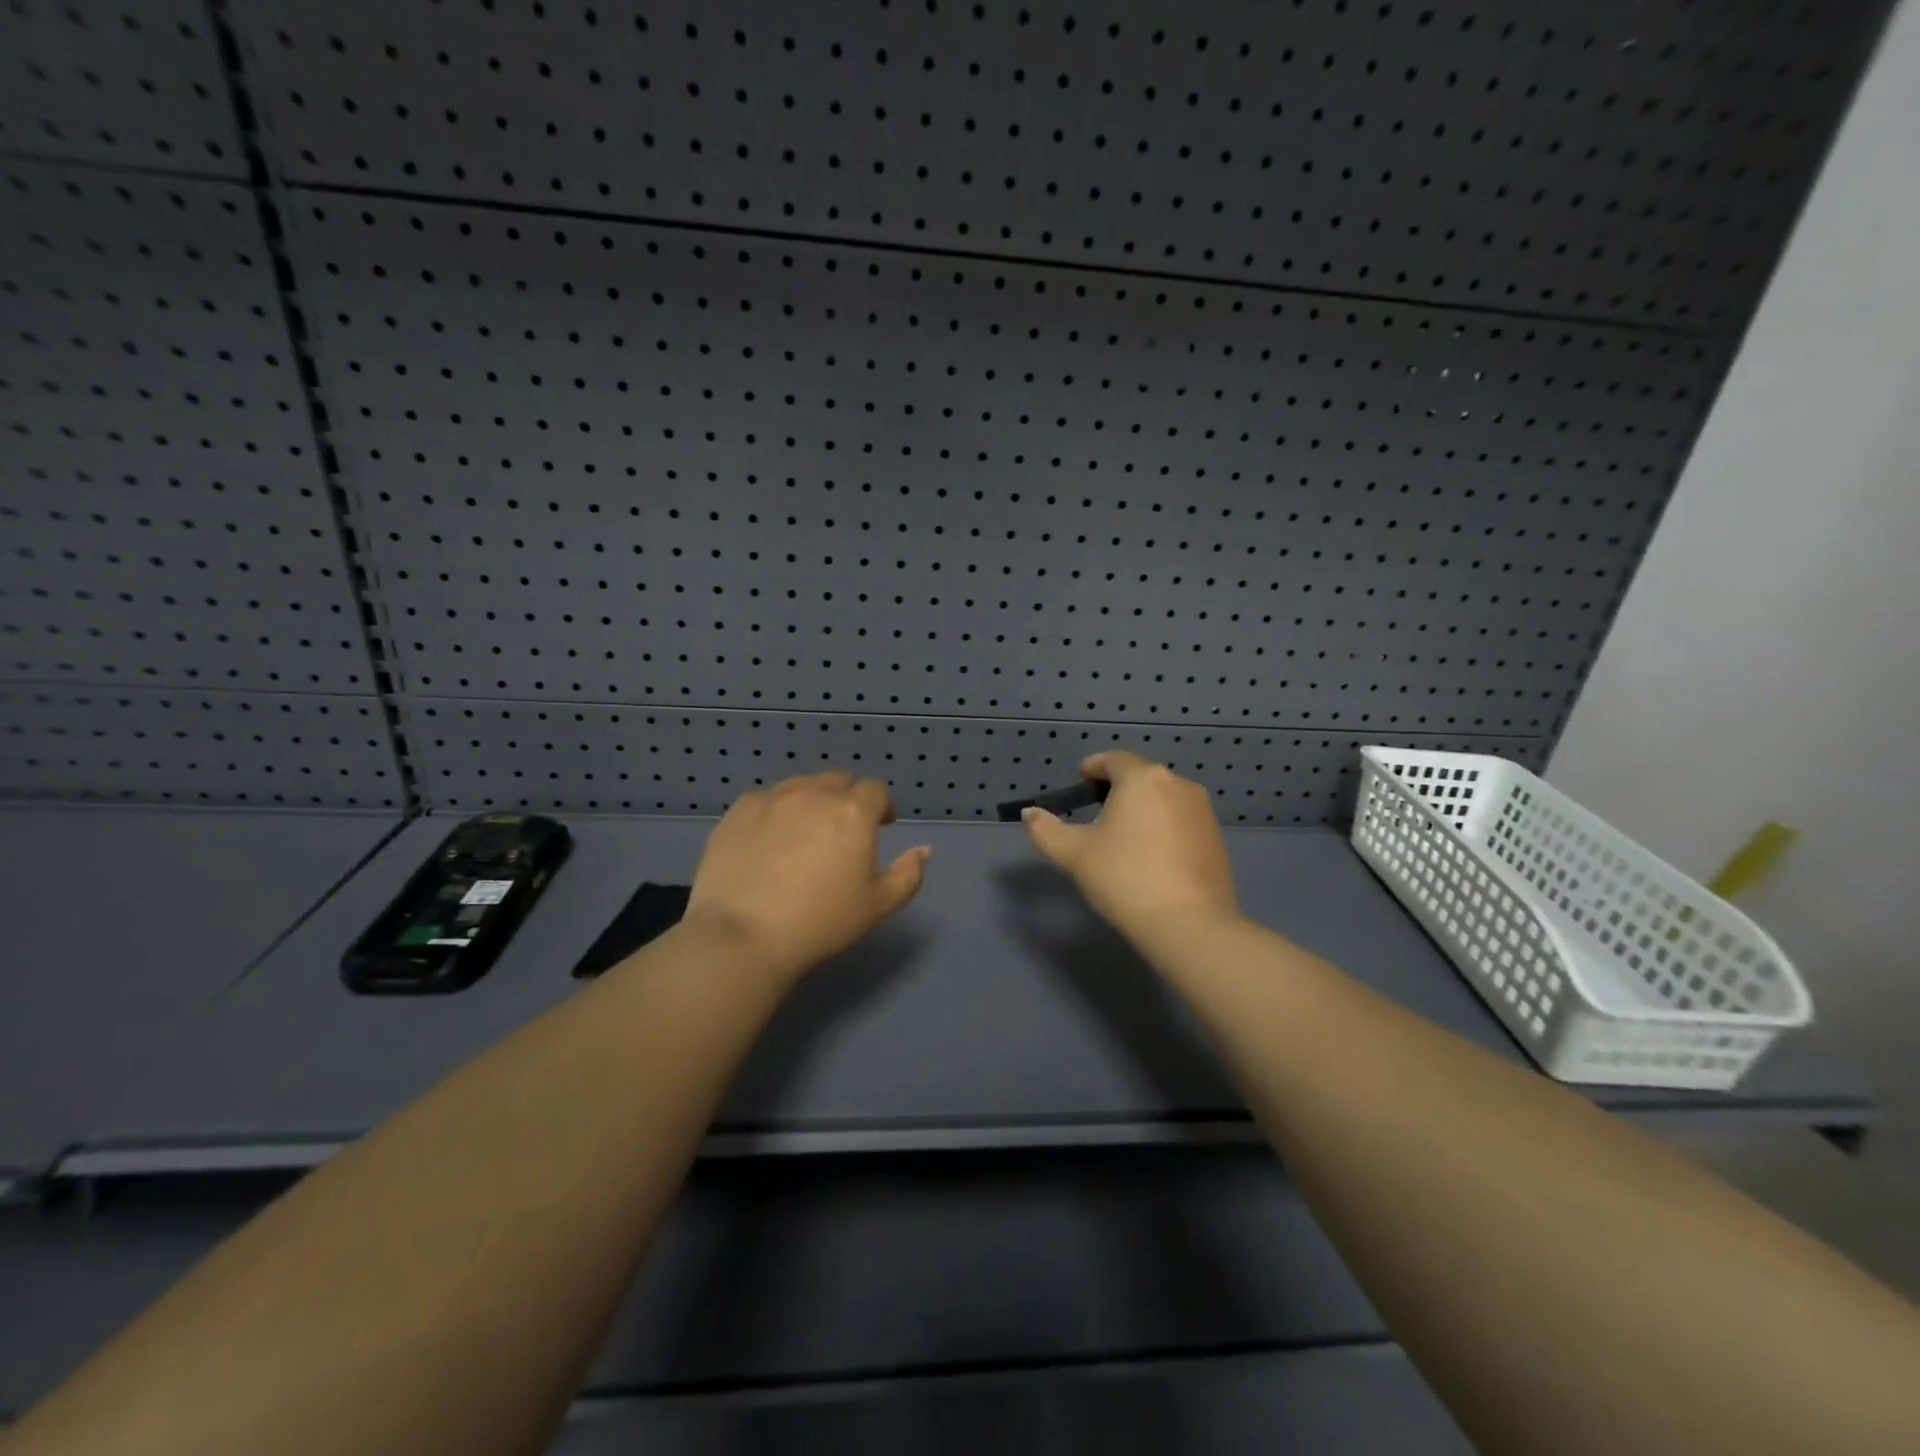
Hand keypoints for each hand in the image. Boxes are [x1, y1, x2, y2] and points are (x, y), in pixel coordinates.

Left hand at [685, 771, 930, 983]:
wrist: (744, 935)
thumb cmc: (821, 921)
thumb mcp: (878, 906)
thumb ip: (908, 874)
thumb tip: (924, 849)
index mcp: (853, 811)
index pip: (875, 790)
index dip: (881, 806)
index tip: (881, 827)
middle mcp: (814, 793)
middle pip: (838, 781)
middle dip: (847, 798)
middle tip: (843, 831)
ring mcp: (772, 798)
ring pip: (800, 785)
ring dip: (811, 801)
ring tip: (804, 833)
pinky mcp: (738, 811)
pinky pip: (765, 799)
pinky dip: (775, 811)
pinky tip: (768, 840)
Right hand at [1022, 750, 1239, 942]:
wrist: (1190, 925)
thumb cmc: (1125, 878)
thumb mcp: (1074, 855)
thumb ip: (1046, 830)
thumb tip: (1030, 814)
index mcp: (1143, 778)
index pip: (1113, 759)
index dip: (1093, 768)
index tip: (1079, 784)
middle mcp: (1178, 784)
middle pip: (1141, 777)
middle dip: (1117, 790)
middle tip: (1096, 815)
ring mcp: (1202, 811)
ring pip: (1163, 799)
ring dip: (1142, 809)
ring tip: (1123, 839)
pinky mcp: (1216, 838)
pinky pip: (1181, 821)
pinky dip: (1162, 829)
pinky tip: (1151, 858)